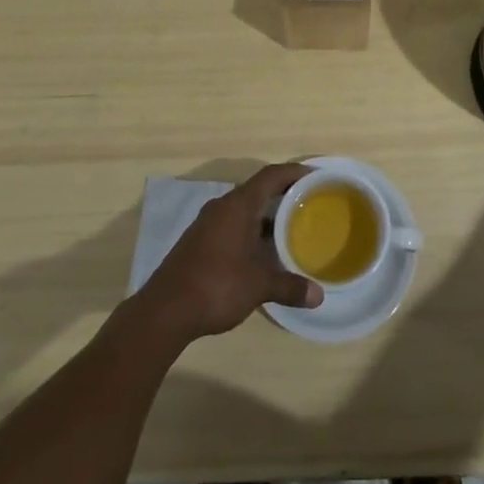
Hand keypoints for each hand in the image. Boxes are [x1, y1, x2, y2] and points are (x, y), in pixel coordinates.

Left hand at [134, 164, 322, 345]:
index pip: (270, 176)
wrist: (165, 310)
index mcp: (238, 206)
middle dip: (282, 195)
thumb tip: (319, 295)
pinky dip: (250, 230)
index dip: (293, 172)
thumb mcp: (257, 286)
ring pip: (243, 209)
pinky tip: (261, 251)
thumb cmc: (216, 286)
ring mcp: (207, 224)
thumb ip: (289, 286)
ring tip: (290, 228)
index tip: (315, 176)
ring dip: (265, 215)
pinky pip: (232, 224)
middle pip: (257, 190)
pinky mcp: (199, 241)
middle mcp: (222, 207)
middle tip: (308, 204)